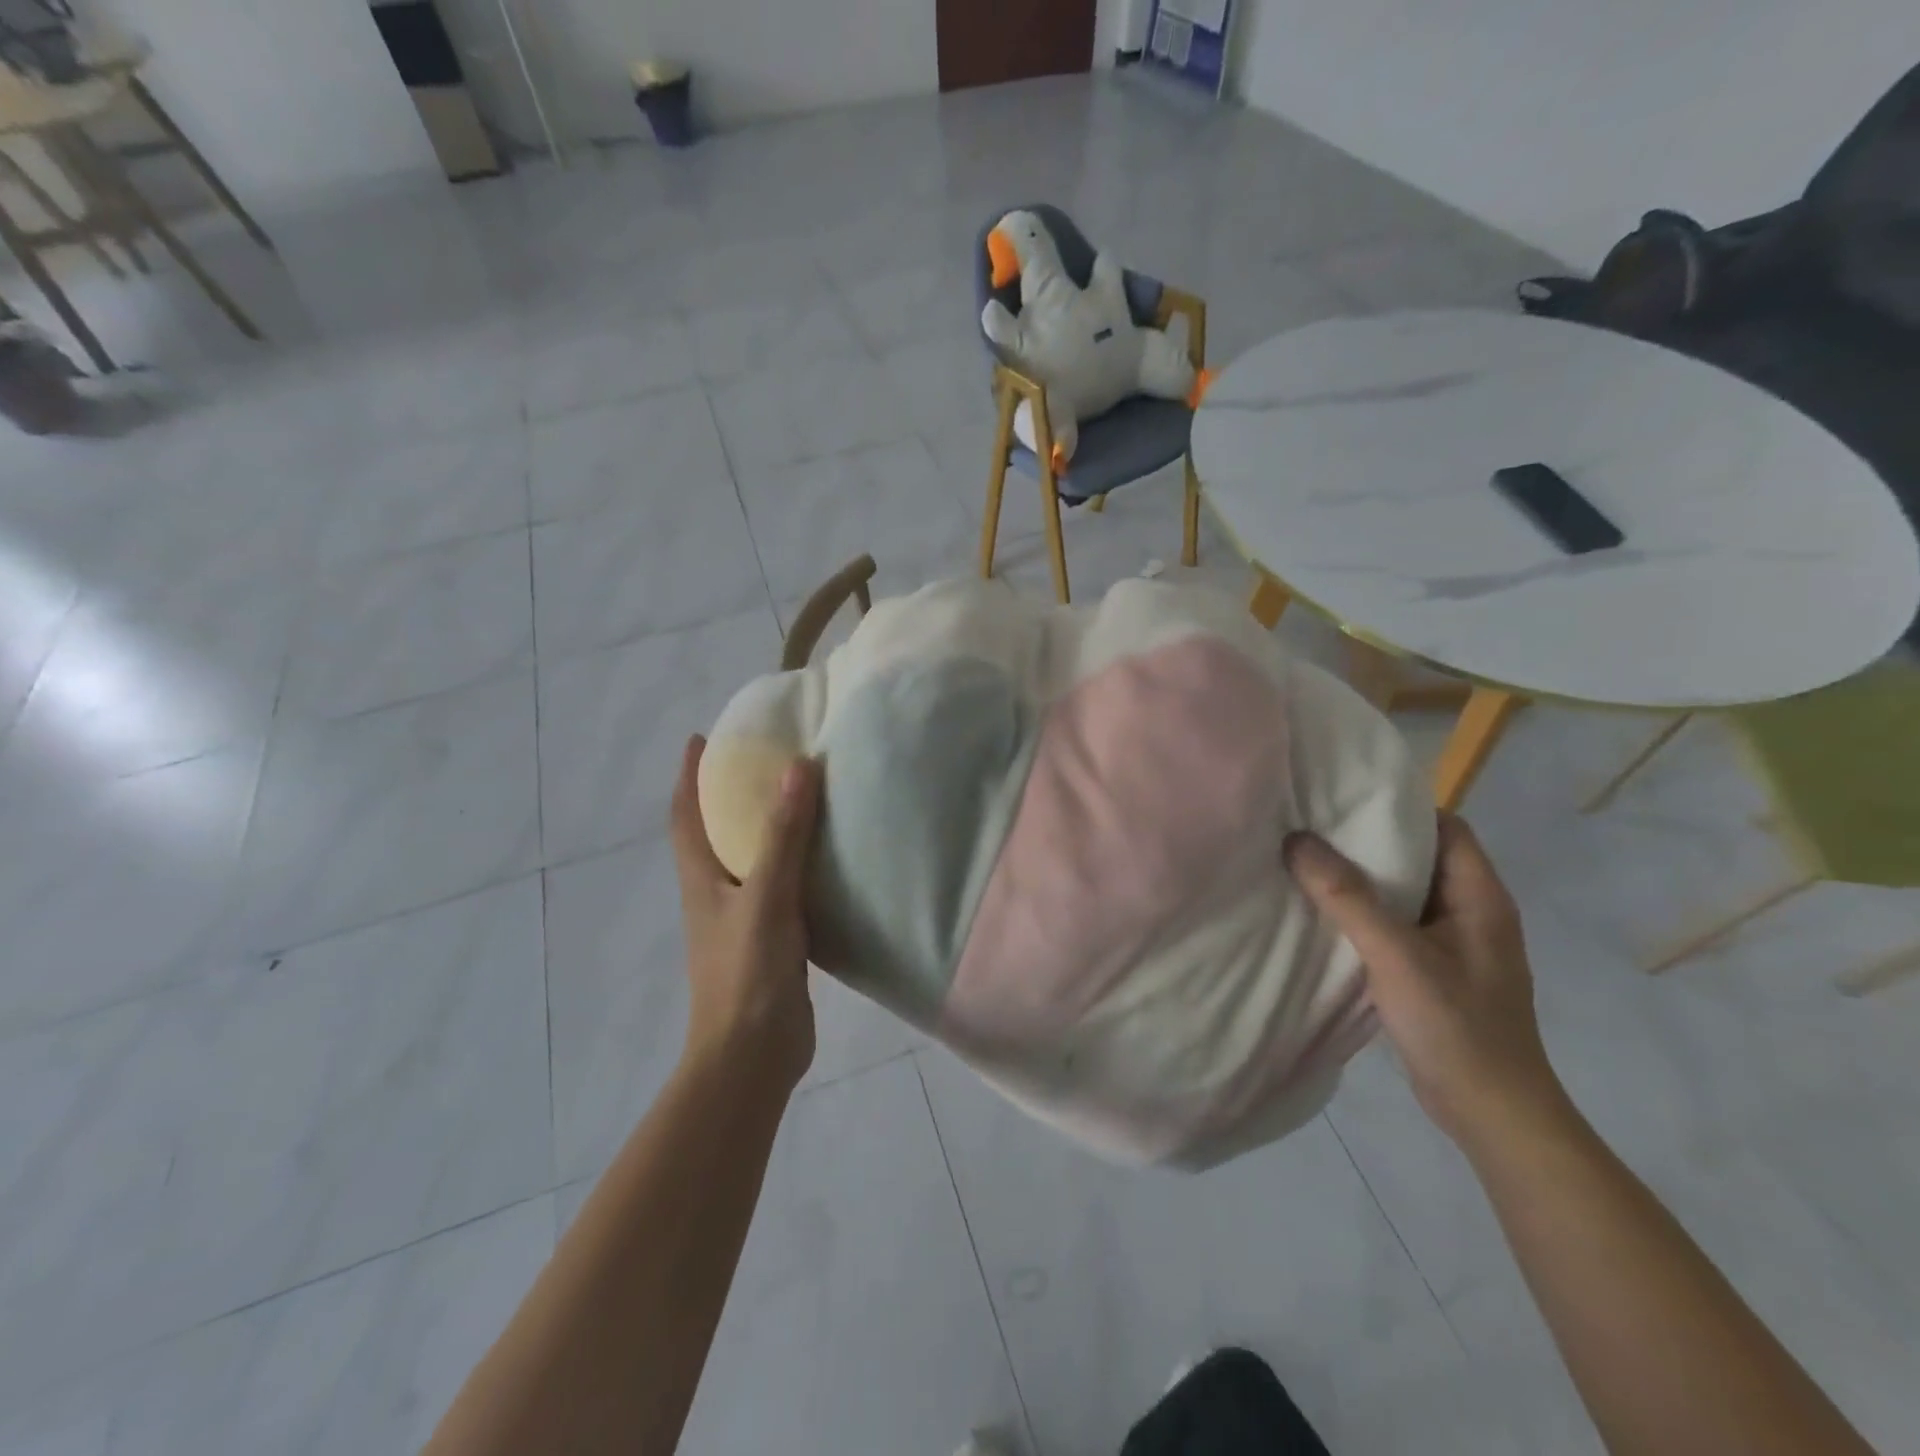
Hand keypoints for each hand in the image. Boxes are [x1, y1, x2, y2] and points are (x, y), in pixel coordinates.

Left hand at [669, 736, 820, 1092]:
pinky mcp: (772, 942)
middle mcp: (716, 894)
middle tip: (763, 759)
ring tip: (800, 797)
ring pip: (751, 860)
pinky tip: (828, 858)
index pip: (685, 815)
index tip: (701, 738)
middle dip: (728, 795)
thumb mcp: (767, 896)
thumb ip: (783, 835)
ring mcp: (743, 920)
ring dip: (766, 828)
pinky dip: (797, 864)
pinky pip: (783, 888)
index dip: (689, 775)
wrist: (753, 1055)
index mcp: (702, 879)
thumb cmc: (747, 972)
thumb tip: (797, 766)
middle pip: (714, 833)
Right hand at [1283, 814, 1564, 1148]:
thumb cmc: (1456, 1026)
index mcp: (1481, 897)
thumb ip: (1346, 897)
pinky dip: (1364, 913)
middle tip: (1312, 827)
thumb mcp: (1396, 955)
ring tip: (1308, 862)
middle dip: (1369, 841)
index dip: (1400, 809)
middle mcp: (1472, 912)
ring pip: (1404, 893)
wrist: (1492, 1114)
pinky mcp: (1435, 970)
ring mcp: (1454, 944)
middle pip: (1421, 857)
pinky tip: (1325, 915)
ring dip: (1362, 879)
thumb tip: (1296, 840)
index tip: (1344, 800)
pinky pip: (1396, 924)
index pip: (1446, 828)